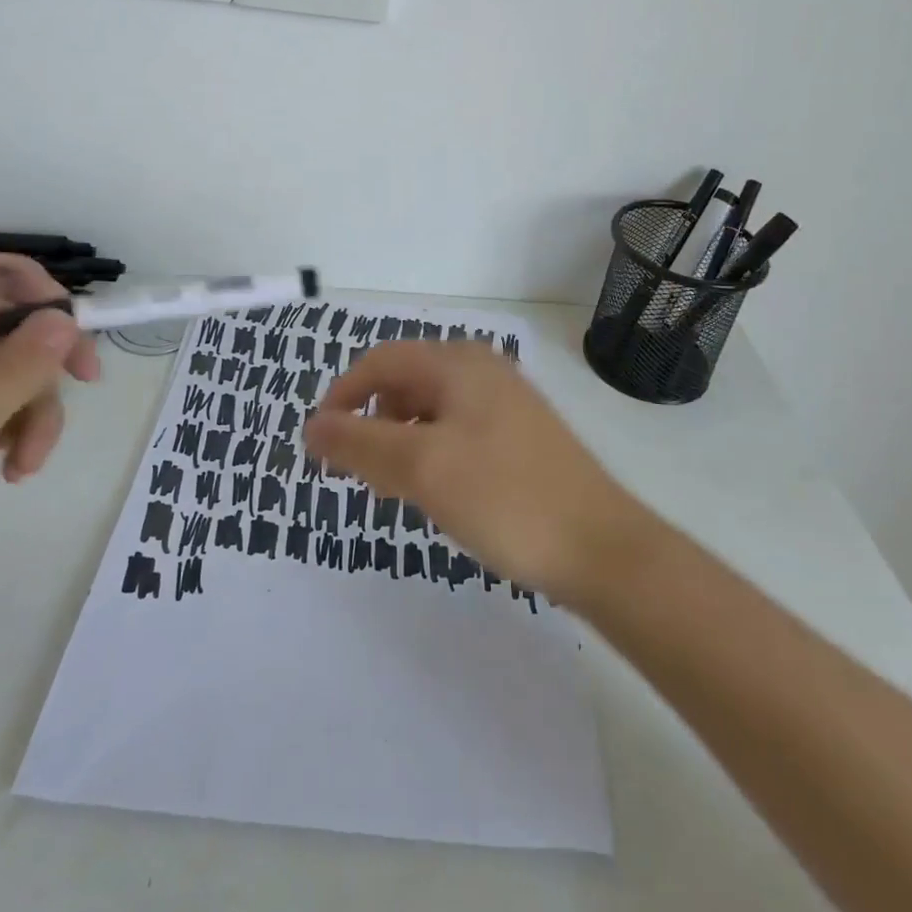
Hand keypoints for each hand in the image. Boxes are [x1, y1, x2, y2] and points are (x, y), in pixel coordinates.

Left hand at [0, 250, 98, 633]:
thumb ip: (16, 366)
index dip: (22, 277)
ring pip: (14, 367)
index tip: (67, 316)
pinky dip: (22, 431)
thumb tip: (67, 318)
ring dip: (38, 406)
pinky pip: (5, 407)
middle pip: (4, 319)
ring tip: (30, 458)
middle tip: (88, 379)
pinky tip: (17, 471)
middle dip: (48, 351)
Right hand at [302, 341, 648, 604]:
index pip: (379, 362)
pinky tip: (438, 493)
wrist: (601, 548)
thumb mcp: (421, 468)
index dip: (342, 397)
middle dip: (372, 422)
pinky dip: (432, 454)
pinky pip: (457, 431)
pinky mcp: (520, 436)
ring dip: (401, 442)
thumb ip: (359, 443)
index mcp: (458, 363)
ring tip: (397, 489)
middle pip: (405, 382)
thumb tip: (310, 427)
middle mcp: (482, 370)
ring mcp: (505, 403)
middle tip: (361, 474)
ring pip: (430, 410)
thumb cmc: (504, 497)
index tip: (321, 445)